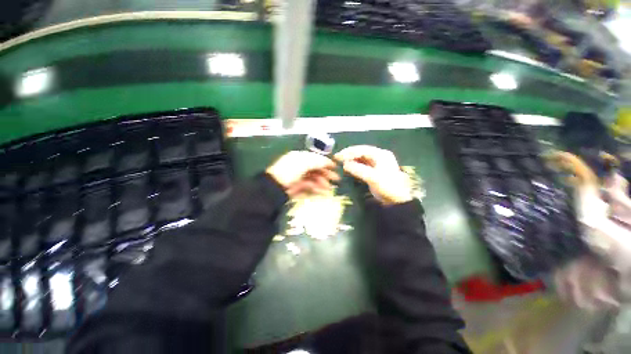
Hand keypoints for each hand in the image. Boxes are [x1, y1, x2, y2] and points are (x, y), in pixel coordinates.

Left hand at [266, 151, 339, 196]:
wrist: (275, 186)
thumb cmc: (290, 170)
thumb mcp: (305, 162)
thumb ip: (317, 161)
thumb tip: (328, 161)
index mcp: (300, 157)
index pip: (315, 158)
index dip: (325, 162)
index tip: (335, 166)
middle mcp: (299, 166)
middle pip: (316, 169)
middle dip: (326, 174)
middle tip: (336, 179)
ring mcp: (298, 177)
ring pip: (314, 179)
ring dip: (323, 183)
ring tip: (330, 189)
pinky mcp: (297, 187)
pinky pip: (309, 187)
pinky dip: (316, 189)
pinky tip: (323, 192)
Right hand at [335, 145, 411, 204]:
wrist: (397, 200)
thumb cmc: (387, 187)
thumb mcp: (372, 178)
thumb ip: (358, 169)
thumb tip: (345, 164)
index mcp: (381, 155)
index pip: (362, 149)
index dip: (349, 152)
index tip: (338, 156)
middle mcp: (379, 157)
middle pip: (361, 153)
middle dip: (349, 155)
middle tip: (337, 159)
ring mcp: (376, 164)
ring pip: (360, 159)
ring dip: (351, 160)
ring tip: (341, 163)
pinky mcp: (373, 171)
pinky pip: (361, 165)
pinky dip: (354, 166)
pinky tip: (348, 168)